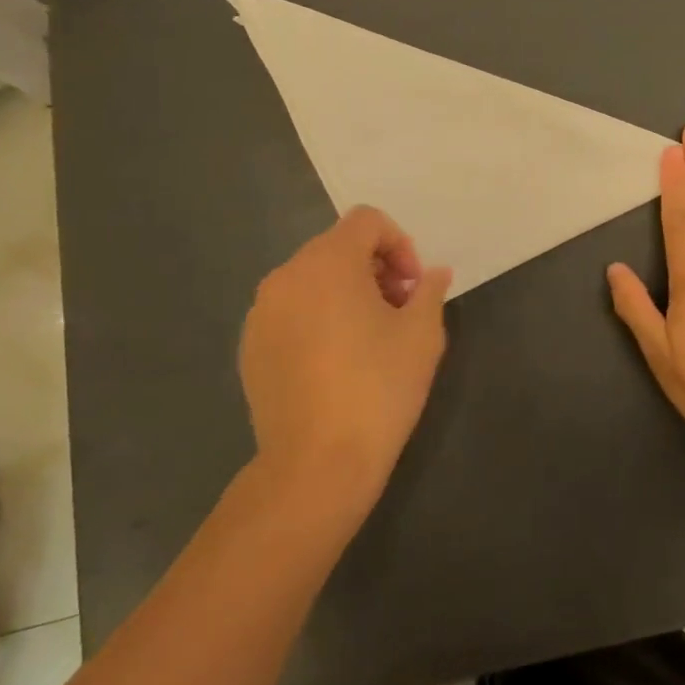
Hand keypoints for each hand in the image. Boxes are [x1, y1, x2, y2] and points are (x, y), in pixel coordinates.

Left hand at [238, 207, 452, 501]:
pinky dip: (318, 317)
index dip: (399, 243)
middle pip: (338, 247)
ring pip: (313, 279)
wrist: (317, 463)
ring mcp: (262, 313)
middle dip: (375, 268)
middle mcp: (287, 276)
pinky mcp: (250, 346)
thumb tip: (434, 274)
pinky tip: (337, 361)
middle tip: (399, 310)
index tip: (413, 287)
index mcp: (328, 263)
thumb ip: (430, 290)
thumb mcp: (422, 334)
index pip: (366, 221)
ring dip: (347, 292)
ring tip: (370, 337)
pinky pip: (291, 311)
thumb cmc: (379, 387)